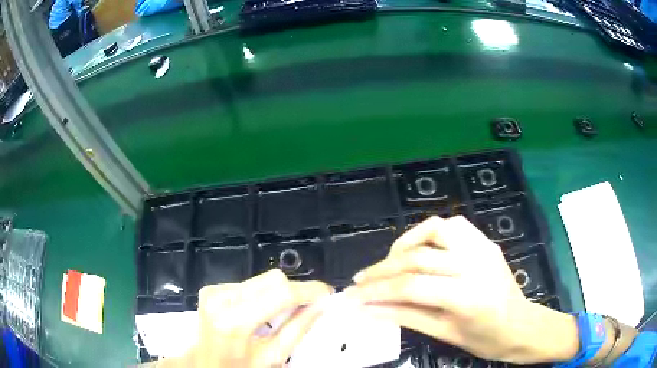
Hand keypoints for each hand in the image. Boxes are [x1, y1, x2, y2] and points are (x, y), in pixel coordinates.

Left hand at [160, 269, 333, 366]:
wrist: (204, 364)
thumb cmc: (238, 367)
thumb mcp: (272, 357)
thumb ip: (298, 329)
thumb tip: (322, 304)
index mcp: (233, 320)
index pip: (280, 293)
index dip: (309, 290)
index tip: (328, 293)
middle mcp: (220, 297)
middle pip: (272, 279)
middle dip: (294, 291)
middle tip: (308, 307)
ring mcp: (213, 290)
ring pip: (262, 279)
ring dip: (278, 293)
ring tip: (280, 314)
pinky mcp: (212, 288)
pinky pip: (249, 284)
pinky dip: (261, 295)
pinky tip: (259, 313)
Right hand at [347, 216, 578, 363]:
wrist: (521, 325)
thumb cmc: (486, 339)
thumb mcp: (444, 333)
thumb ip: (405, 316)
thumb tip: (368, 309)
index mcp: (468, 296)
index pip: (411, 287)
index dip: (375, 291)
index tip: (351, 297)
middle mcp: (476, 264)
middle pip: (417, 258)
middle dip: (381, 270)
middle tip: (359, 280)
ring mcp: (482, 247)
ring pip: (433, 231)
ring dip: (403, 245)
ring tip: (388, 264)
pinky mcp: (485, 241)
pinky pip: (451, 225)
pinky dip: (427, 233)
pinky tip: (418, 249)